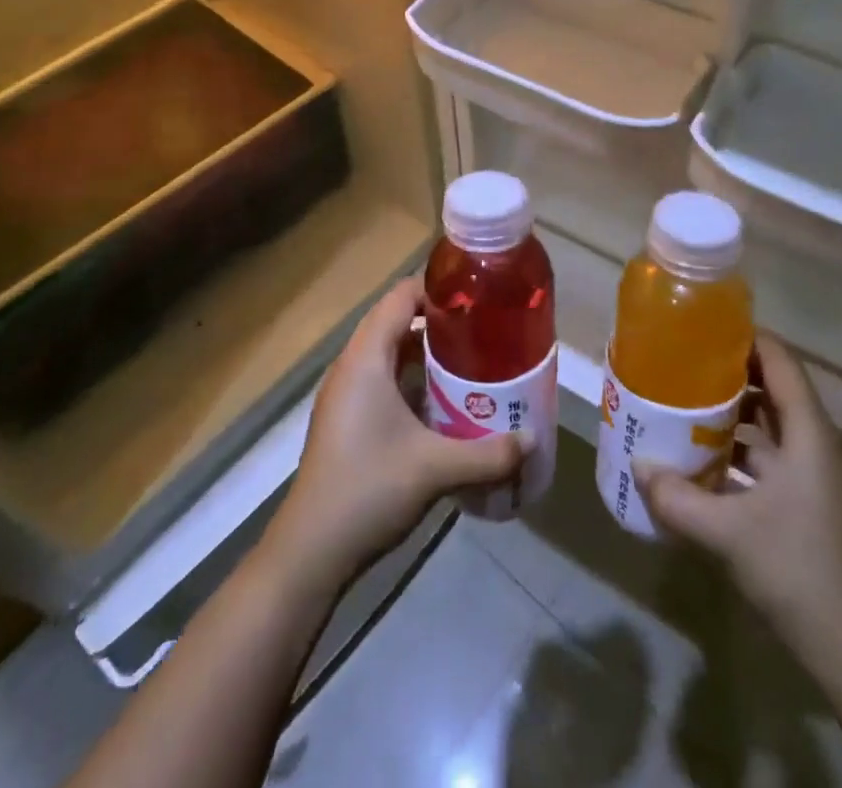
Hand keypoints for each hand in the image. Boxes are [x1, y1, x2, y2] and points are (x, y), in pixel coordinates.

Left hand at [265, 279, 524, 592]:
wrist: (310, 552)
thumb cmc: (369, 490)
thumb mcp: (435, 469)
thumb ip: (488, 453)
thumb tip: (531, 439)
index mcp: (366, 358)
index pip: (400, 297)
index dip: (437, 290)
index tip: (477, 299)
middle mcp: (352, 366)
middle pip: (396, 322)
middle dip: (439, 324)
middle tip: (483, 332)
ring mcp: (345, 394)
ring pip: (389, 354)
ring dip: (426, 355)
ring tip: (471, 364)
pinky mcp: (346, 419)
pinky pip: (382, 380)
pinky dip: (412, 381)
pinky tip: (443, 405)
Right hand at [634, 333, 841, 689]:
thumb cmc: (798, 570)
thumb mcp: (727, 533)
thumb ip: (677, 497)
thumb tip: (638, 467)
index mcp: (810, 432)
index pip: (779, 359)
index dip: (744, 336)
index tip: (700, 327)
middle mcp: (818, 442)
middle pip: (774, 387)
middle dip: (728, 372)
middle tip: (682, 363)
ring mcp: (818, 473)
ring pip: (772, 423)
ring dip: (732, 413)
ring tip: (684, 404)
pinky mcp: (812, 499)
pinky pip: (773, 454)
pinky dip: (741, 448)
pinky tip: (704, 459)